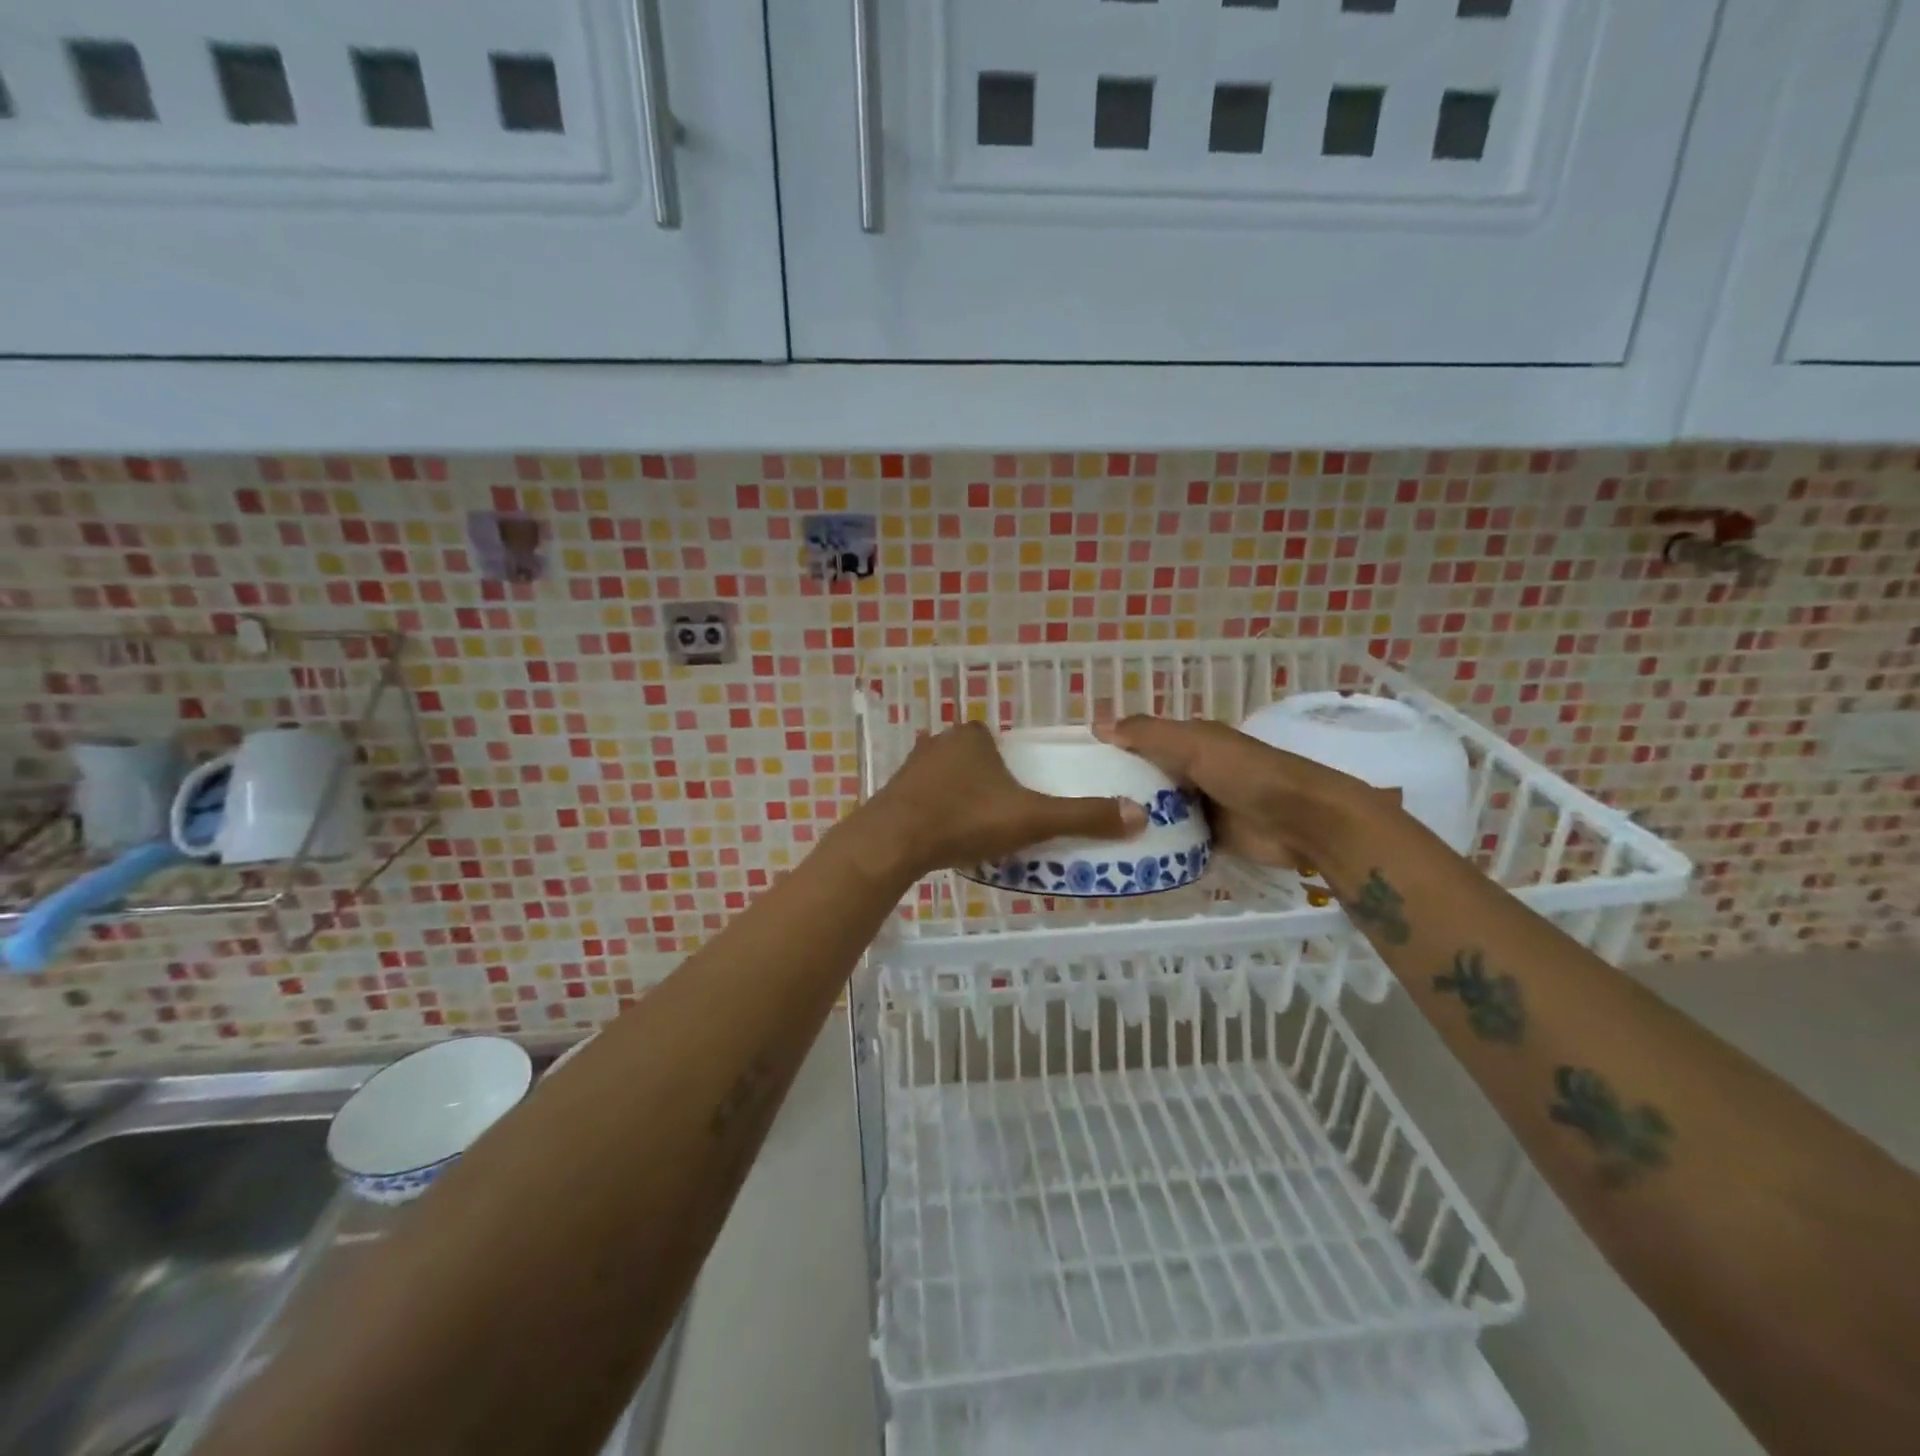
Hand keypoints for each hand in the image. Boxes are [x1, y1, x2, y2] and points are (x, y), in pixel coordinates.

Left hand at [862, 722, 1145, 877]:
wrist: (893, 843)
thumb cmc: (966, 819)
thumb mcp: (1032, 819)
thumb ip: (1082, 816)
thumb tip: (1140, 815)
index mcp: (972, 737)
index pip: (999, 741)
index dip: (1012, 765)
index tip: (1022, 796)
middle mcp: (939, 742)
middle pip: (973, 760)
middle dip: (987, 783)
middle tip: (1003, 818)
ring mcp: (911, 768)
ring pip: (946, 780)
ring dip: (960, 799)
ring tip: (976, 832)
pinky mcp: (891, 795)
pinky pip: (922, 800)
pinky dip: (935, 814)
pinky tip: (943, 838)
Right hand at [1095, 716, 1389, 870]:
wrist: (1301, 821)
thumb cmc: (1246, 773)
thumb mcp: (1194, 744)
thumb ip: (1148, 734)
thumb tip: (1097, 725)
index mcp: (1191, 741)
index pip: (1141, 741)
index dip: (1112, 749)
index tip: (1075, 765)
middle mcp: (1193, 771)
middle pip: (1146, 778)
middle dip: (1117, 788)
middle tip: (1075, 806)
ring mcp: (1201, 806)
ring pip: (1158, 811)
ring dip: (1134, 819)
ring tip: (1089, 834)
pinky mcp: (1209, 839)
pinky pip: (1174, 841)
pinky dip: (1154, 845)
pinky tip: (1123, 854)